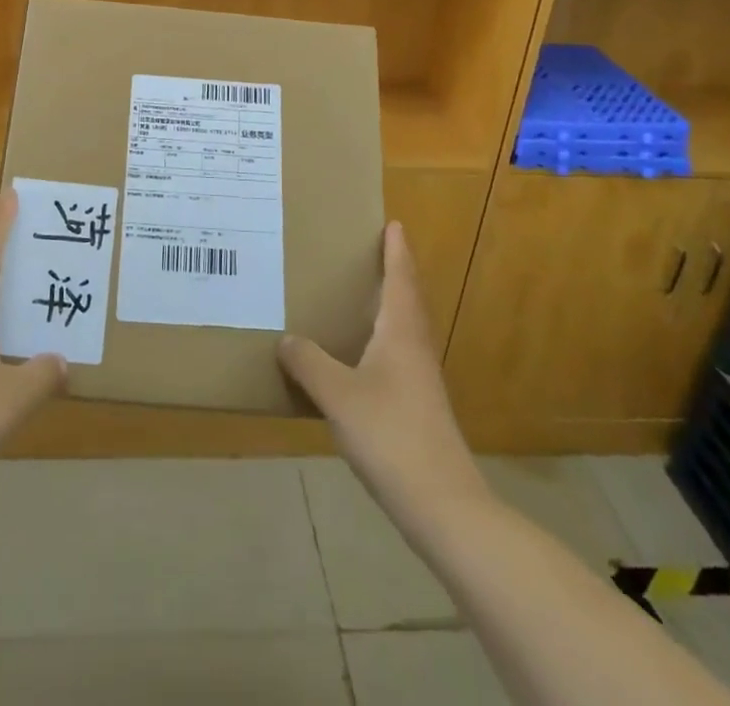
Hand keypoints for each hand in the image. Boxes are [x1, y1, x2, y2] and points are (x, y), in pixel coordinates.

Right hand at [279, 222, 488, 538]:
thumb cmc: (391, 435)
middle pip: (408, 300)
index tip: (394, 224)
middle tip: (372, 251)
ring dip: (389, 306)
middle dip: (394, 273)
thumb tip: (286, 339)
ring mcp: (421, 380)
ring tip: (361, 296)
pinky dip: (381, 340)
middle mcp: (415, 349)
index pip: (401, 279)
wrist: (443, 505)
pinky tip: (359, 357)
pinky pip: (398, 356)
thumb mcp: (338, 395)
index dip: (396, 251)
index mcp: (401, 333)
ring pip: (404, 329)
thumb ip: (309, 363)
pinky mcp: (418, 407)